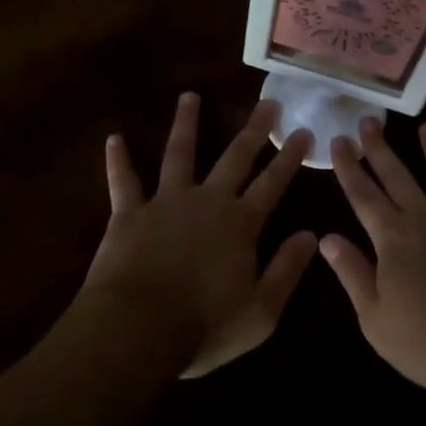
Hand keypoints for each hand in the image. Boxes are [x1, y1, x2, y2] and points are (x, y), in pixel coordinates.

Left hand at [83, 93, 318, 378]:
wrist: (137, 329)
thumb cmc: (203, 326)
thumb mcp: (260, 312)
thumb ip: (287, 270)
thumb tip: (312, 235)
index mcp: (240, 224)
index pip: (273, 183)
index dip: (289, 157)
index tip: (302, 131)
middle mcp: (207, 200)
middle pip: (235, 157)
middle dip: (254, 129)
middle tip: (267, 102)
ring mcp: (166, 202)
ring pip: (179, 153)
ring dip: (186, 123)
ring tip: (189, 96)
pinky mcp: (130, 213)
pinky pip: (124, 181)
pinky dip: (118, 160)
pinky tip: (113, 138)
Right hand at [321, 119, 425, 398]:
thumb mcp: (375, 317)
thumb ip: (352, 273)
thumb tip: (326, 237)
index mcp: (392, 238)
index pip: (363, 195)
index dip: (349, 167)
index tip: (339, 140)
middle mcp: (425, 219)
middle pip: (398, 176)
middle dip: (381, 148)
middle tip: (369, 120)